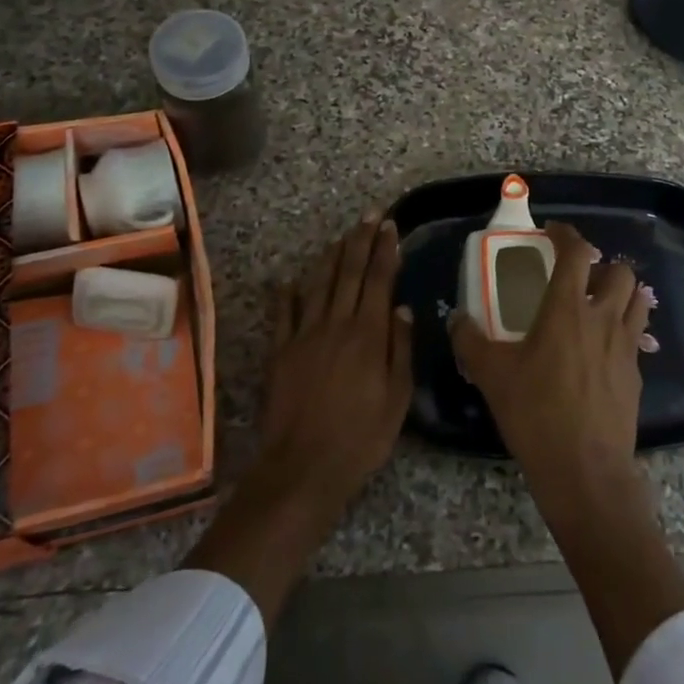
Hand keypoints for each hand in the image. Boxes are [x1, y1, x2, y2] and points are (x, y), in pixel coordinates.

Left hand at [184, 211, 411, 626]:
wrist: (303, 467)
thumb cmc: (361, 437)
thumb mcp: (397, 399)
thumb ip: (401, 349)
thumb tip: (402, 308)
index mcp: (368, 334)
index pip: (379, 280)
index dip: (385, 251)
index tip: (390, 227)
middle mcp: (336, 324)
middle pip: (350, 273)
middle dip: (361, 241)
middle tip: (369, 216)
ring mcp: (304, 335)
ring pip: (319, 285)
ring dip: (332, 257)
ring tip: (342, 236)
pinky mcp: (280, 351)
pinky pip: (284, 313)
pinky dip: (289, 293)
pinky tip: (292, 279)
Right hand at [450, 223, 653, 499]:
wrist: (585, 469)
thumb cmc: (535, 413)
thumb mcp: (491, 375)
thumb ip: (470, 341)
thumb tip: (457, 319)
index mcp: (566, 309)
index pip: (576, 252)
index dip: (566, 234)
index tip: (552, 232)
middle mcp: (602, 318)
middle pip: (619, 271)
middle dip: (601, 265)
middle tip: (578, 278)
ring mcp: (625, 346)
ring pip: (637, 300)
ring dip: (620, 293)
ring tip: (596, 306)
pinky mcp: (636, 374)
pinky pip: (636, 337)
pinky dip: (622, 330)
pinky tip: (601, 351)